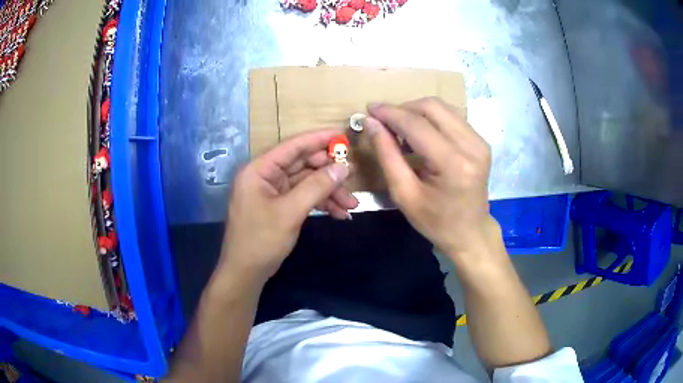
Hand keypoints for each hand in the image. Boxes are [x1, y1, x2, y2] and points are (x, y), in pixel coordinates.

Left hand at [219, 129, 357, 283]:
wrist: (246, 273)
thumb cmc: (261, 240)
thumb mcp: (290, 212)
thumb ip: (317, 186)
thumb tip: (344, 166)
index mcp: (259, 169)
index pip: (292, 146)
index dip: (318, 139)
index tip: (343, 135)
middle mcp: (265, 176)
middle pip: (302, 164)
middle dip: (328, 172)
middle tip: (353, 175)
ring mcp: (272, 191)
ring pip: (306, 183)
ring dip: (329, 192)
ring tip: (351, 204)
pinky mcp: (279, 206)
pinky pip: (303, 197)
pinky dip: (320, 203)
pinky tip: (339, 213)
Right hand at [366, 97, 498, 263]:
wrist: (470, 232)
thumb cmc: (435, 221)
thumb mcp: (404, 194)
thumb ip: (387, 155)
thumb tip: (371, 123)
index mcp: (453, 164)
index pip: (417, 125)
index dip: (390, 113)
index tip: (369, 108)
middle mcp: (472, 146)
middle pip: (432, 106)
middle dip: (404, 108)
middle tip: (384, 121)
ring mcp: (480, 142)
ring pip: (443, 107)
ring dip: (417, 112)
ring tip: (400, 130)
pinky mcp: (481, 141)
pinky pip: (452, 117)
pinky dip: (431, 119)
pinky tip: (420, 134)